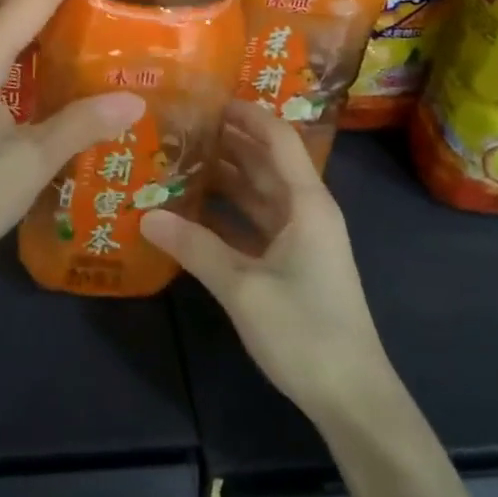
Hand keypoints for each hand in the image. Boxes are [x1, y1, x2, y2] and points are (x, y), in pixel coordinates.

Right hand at [140, 101, 392, 422]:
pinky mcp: (293, 263)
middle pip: (266, 161)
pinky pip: (256, 222)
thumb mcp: (242, 287)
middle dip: (228, 140)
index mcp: (306, 203)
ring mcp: (301, 238)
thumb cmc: (305, 331)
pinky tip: (193, 210)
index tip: (207, 98)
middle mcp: (306, 211)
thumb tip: (145, 216)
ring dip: (226, 175)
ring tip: (180, 158)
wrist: (352, 398)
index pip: (277, 138)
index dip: (246, 114)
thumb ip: (194, 248)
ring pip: (259, 192)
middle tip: (181, 125)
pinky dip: (229, 212)